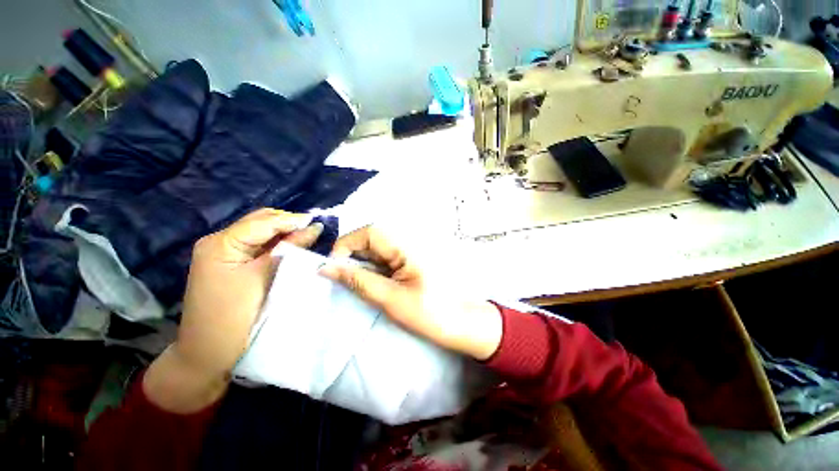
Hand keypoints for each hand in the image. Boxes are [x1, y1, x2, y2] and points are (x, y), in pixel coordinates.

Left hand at [144, 209, 322, 412]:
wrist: (208, 354)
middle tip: (316, 230)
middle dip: (289, 223)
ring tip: (310, 236)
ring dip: (285, 233)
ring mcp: (225, 254)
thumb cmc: (234, 317)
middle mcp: (220, 242)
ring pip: (262, 233)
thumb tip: (314, 228)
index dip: (292, 220)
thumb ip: (289, 249)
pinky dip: (279, 244)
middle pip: (261, 222)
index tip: (320, 223)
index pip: (263, 221)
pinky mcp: (233, 265)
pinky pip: (260, 246)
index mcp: (221, 243)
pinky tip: (294, 247)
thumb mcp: (264, 278)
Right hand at [320, 226, 501, 360]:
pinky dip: (374, 267)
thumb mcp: (389, 299)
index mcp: (407, 245)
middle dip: (353, 256)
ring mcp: (410, 249)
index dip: (347, 245)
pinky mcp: (410, 258)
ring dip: (363, 263)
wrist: (460, 322)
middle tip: (344, 280)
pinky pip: (386, 256)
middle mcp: (409, 240)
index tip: (333, 269)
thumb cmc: (429, 313)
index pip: (369, 231)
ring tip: (361, 284)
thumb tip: (325, 268)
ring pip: (377, 248)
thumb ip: (358, 280)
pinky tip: (375, 282)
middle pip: (372, 238)